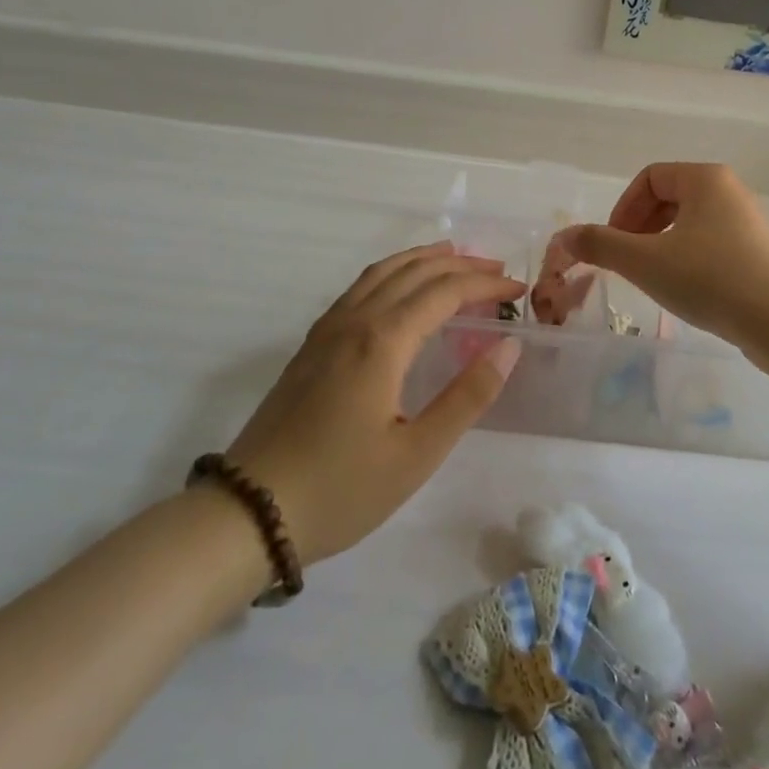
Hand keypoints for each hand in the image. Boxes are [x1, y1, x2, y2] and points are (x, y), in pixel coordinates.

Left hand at [224, 243, 523, 565]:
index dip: (485, 283)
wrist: (249, 512)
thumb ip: (467, 396)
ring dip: (423, 259)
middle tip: (497, 268)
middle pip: (414, 271)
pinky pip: (360, 287)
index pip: (445, 291)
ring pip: (381, 272)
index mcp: (383, 341)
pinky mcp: (311, 345)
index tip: (519, 288)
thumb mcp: (417, 454)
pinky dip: (392, 272)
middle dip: (460, 264)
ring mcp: (327, 330)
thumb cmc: (341, 489)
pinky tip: (399, 288)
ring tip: (453, 255)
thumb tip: (509, 345)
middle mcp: (355, 321)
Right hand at [553, 162, 768, 346]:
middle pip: (670, 199)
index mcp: (705, 179)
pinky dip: (690, 263)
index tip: (613, 244)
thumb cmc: (712, 279)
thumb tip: (562, 237)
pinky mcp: (763, 256)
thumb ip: (599, 245)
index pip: (650, 177)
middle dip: (640, 229)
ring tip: (654, 281)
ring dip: (662, 248)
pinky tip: (689, 294)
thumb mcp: (645, 262)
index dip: (623, 208)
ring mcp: (751, 224)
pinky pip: (713, 247)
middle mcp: (731, 192)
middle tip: (628, 264)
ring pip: (692, 226)